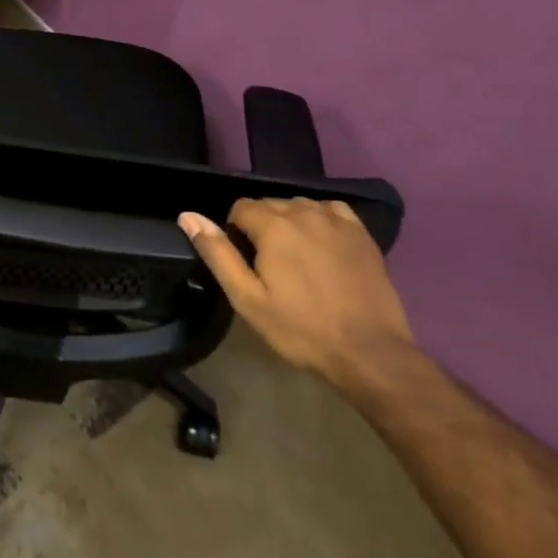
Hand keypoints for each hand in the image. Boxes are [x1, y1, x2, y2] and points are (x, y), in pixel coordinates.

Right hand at [179, 198, 414, 388]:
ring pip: (299, 206)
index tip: (245, 263)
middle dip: (261, 227)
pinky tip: (321, 245)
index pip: (240, 208)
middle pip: (270, 205)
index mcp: (273, 226)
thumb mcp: (247, 299)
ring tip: (295, 260)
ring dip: (290, 223)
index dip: (236, 232)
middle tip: (268, 267)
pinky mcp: (361, 233)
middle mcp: (304, 212)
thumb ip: (217, 253)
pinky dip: (319, 220)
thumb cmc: (302, 329)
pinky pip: (330, 210)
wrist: (369, 352)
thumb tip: (188, 216)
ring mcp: (336, 220)